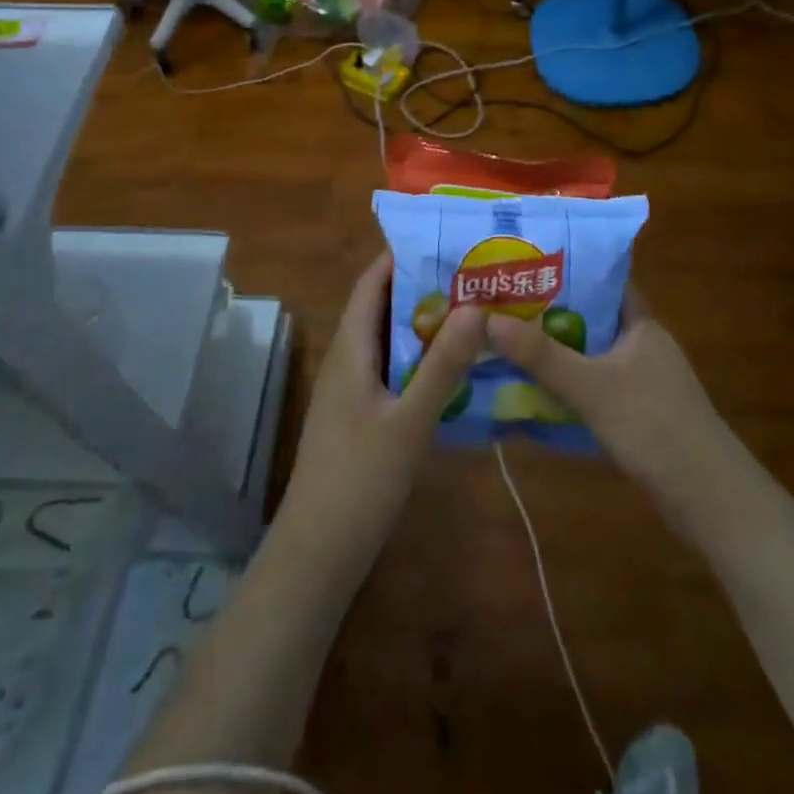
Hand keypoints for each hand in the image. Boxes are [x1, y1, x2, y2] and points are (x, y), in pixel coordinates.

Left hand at [276, 251, 485, 584]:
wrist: (317, 555)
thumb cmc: (359, 482)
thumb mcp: (409, 422)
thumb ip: (443, 366)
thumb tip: (477, 307)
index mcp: (350, 350)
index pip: (371, 284)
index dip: (401, 256)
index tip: (445, 239)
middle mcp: (348, 361)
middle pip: (383, 308)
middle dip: (423, 287)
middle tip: (474, 274)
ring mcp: (353, 391)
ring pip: (390, 341)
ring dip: (426, 324)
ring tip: (475, 310)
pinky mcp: (363, 417)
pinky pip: (394, 370)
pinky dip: (422, 359)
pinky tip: (457, 368)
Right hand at [485, 287, 734, 532]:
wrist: (708, 499)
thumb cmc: (654, 425)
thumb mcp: (592, 387)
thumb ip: (542, 355)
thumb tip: (487, 319)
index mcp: (641, 324)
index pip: (604, 280)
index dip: (568, 269)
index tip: (525, 264)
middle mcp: (642, 345)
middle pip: (590, 317)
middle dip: (549, 312)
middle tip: (501, 304)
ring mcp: (641, 381)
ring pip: (590, 354)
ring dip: (555, 351)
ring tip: (506, 341)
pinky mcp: (637, 414)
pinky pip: (593, 386)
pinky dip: (567, 384)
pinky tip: (534, 389)